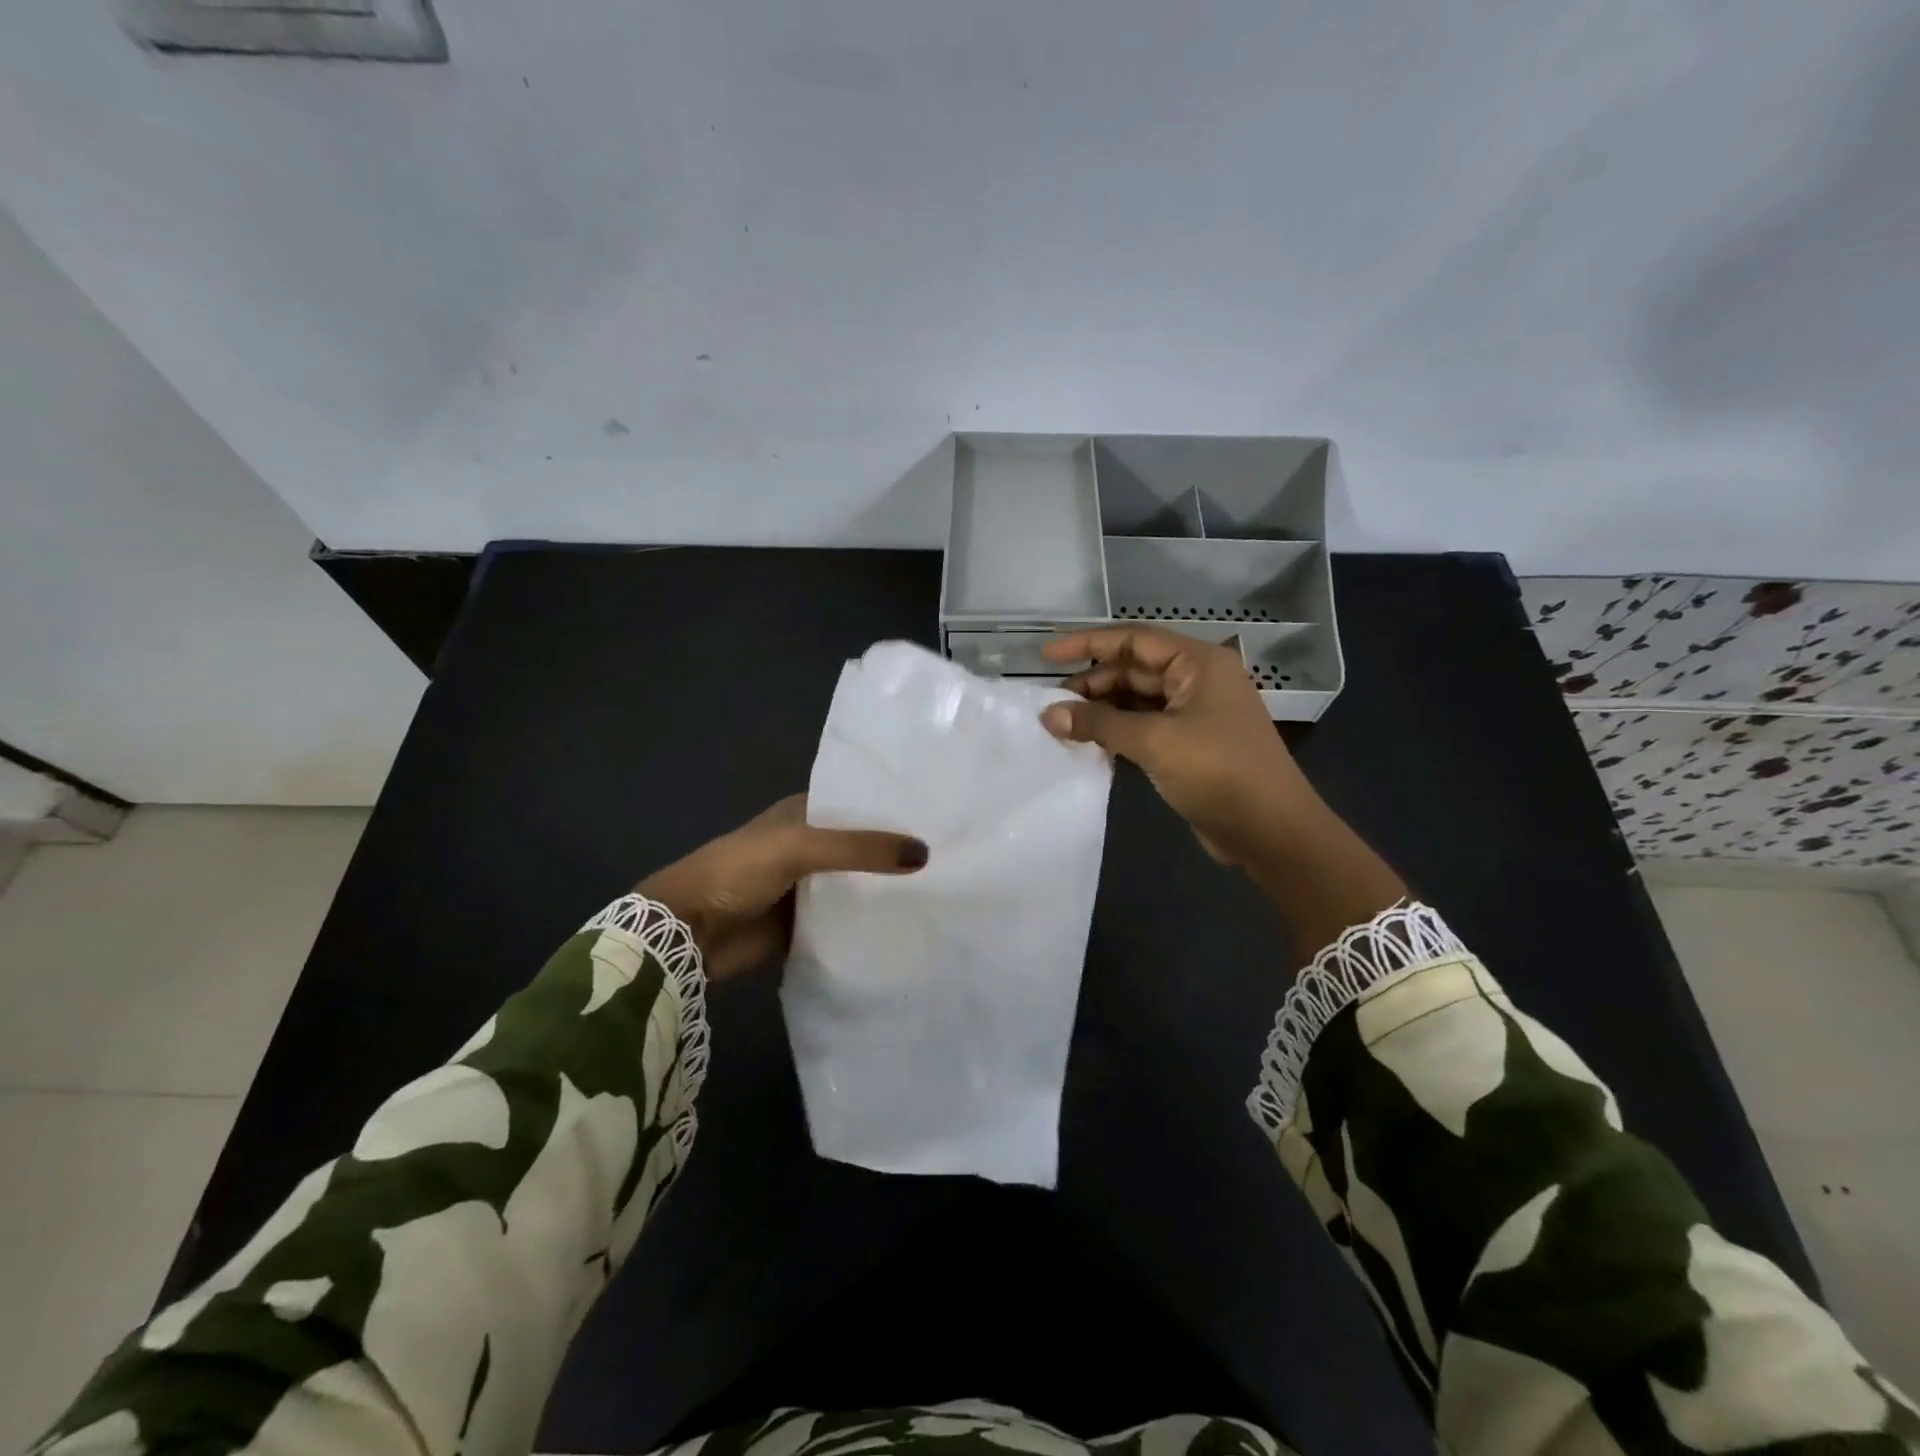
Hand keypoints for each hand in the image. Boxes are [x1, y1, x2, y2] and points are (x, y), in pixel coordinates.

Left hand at [637, 795, 927, 980]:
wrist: (686, 932)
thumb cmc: (737, 871)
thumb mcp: (799, 847)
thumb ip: (858, 849)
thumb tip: (925, 853)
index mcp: (805, 812)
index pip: (859, 804)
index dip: (894, 809)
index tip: (941, 814)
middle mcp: (811, 845)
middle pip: (862, 846)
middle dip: (897, 852)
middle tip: (955, 855)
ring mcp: (809, 886)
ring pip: (857, 884)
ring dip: (887, 889)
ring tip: (945, 889)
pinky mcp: (806, 924)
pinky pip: (846, 920)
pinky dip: (869, 922)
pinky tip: (909, 925)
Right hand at [1040, 626, 1405, 962]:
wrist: (1270, 830)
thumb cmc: (1218, 771)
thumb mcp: (1154, 742)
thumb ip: (1099, 723)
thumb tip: (1048, 714)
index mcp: (1198, 663)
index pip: (1133, 640)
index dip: (1087, 644)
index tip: (1046, 655)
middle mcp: (1196, 680)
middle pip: (1133, 669)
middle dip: (1092, 683)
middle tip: (1050, 705)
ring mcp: (1194, 713)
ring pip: (1136, 700)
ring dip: (1101, 710)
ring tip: (1061, 725)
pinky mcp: (1189, 744)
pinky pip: (1144, 726)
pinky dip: (1116, 731)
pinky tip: (1088, 743)